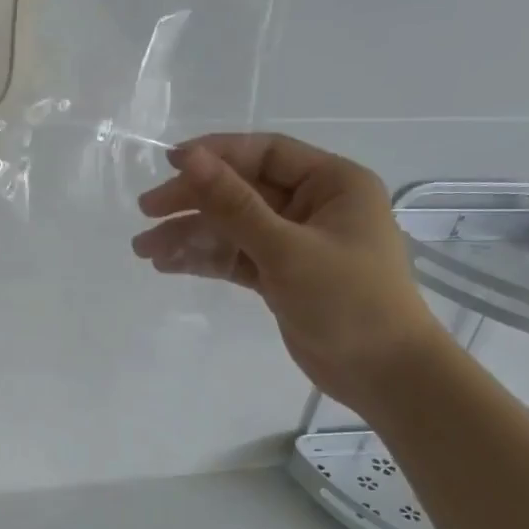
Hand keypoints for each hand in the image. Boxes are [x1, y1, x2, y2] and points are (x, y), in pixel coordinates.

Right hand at [132, 133, 451, 415]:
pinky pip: (236, 257)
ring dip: (190, 236)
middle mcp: (313, 206)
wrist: (383, 374)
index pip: (265, 154)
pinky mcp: (280, 275)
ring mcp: (295, 242)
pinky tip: (169, 265)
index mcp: (332, 183)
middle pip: (242, 190)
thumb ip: (234, 204)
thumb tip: (190, 159)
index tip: (170, 166)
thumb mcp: (286, 248)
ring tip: (145, 250)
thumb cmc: (348, 301)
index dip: (216, 155)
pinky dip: (205, 259)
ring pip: (233, 227)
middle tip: (146, 212)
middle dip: (194, 201)